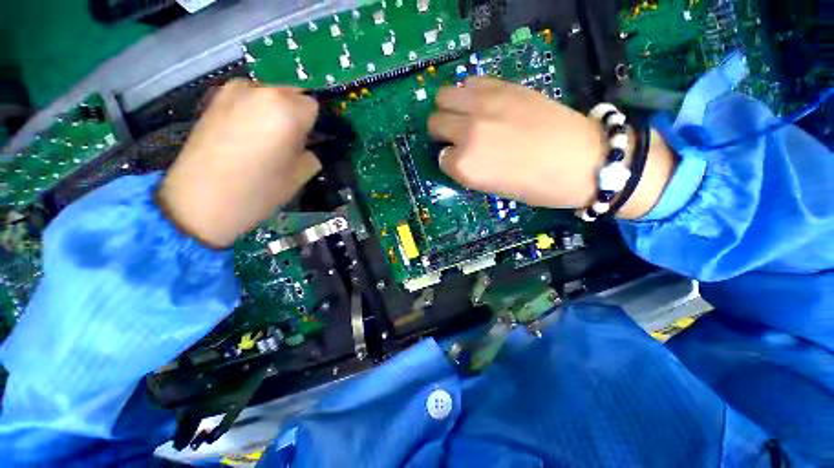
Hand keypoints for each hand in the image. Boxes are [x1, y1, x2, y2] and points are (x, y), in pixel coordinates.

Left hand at [158, 80, 320, 247]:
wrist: (200, 201)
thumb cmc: (259, 190)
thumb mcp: (299, 176)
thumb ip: (311, 154)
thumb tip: (308, 146)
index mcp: (287, 111)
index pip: (313, 106)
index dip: (312, 125)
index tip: (305, 143)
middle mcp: (261, 91)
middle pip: (290, 93)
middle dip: (294, 114)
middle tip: (287, 142)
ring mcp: (232, 91)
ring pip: (267, 93)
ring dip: (273, 110)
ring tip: (263, 138)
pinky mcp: (213, 98)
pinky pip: (246, 97)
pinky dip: (252, 109)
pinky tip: (243, 133)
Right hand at [428, 77, 674, 217]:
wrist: (583, 160)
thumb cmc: (537, 187)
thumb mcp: (493, 188)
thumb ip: (469, 169)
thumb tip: (456, 154)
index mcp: (466, 166)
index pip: (441, 158)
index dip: (450, 160)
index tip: (461, 161)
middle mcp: (468, 133)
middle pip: (435, 122)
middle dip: (442, 133)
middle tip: (455, 137)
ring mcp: (485, 106)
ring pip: (445, 96)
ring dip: (449, 108)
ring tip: (464, 117)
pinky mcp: (504, 87)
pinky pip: (470, 82)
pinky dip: (468, 93)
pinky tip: (481, 104)